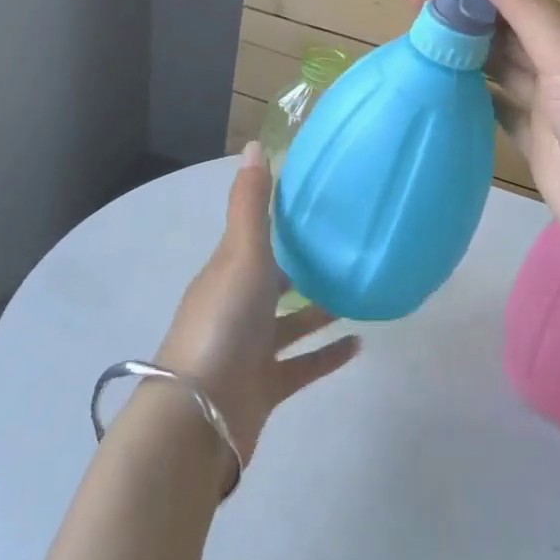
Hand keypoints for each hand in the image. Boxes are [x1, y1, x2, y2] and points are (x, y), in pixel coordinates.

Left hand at [153, 142, 360, 468]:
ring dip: (320, 309)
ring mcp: (251, 348)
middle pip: (274, 280)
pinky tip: (358, 344)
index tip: (317, 204)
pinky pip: (303, 366)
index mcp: (229, 271)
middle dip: (304, 265)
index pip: (255, 237)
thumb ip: (251, 204)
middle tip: (348, 248)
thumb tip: (253, 144)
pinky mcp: (266, 386)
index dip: (281, 221)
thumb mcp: (240, 254)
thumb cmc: (223, 322)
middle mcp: (238, 306)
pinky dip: (327, 355)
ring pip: (292, 323)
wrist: (200, 415)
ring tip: (359, 292)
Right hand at [401, 0, 559, 323]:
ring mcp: (550, 109)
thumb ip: (523, 4)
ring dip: (459, 50)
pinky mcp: (537, 147)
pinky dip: (470, 96)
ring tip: (411, 36)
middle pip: (501, 29)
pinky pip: (497, 110)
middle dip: (458, 11)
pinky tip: (438, 87)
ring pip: (496, 67)